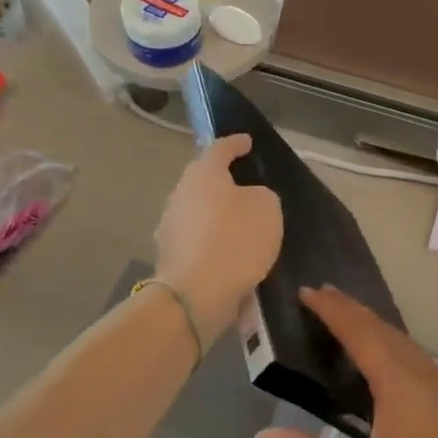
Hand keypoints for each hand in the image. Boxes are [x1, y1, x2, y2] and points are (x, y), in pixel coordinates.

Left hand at [153, 135, 282, 345]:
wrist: (196, 294)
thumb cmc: (235, 241)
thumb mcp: (267, 209)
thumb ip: (260, 196)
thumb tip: (247, 200)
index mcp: (203, 174)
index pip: (220, 149)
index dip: (235, 144)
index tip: (246, 142)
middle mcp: (180, 194)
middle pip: (204, 180)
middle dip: (223, 181)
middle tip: (245, 186)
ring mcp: (170, 225)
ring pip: (198, 211)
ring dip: (217, 215)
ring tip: (241, 224)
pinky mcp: (170, 255)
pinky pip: (197, 239)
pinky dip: (213, 242)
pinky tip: (229, 253)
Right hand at [253, 287, 437, 437]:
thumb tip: (264, 436)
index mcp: (402, 388)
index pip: (362, 334)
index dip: (333, 311)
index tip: (307, 292)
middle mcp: (428, 378)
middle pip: (386, 331)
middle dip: (353, 310)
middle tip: (322, 296)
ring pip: (407, 345)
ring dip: (376, 328)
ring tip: (348, 322)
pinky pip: (420, 361)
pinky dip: (394, 348)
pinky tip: (385, 364)